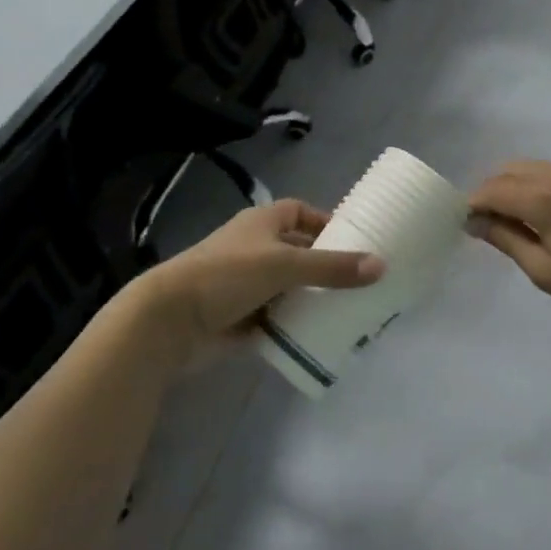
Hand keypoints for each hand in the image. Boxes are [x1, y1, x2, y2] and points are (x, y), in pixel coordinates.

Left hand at [136, 200, 385, 363]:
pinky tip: (322, 336)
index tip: (354, 241)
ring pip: (289, 288)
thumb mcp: (285, 265)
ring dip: (312, 299)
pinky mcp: (240, 318)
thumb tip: (381, 265)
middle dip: (325, 266)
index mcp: (262, 223)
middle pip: (298, 252)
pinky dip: (295, 326)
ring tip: (351, 312)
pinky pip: (277, 319)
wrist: (169, 321)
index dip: (324, 222)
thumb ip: (332, 267)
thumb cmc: (227, 275)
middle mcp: (255, 249)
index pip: (300, 212)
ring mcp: (246, 285)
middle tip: (362, 282)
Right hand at [468, 161, 550, 334]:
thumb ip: (507, 239)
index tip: (469, 222)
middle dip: (497, 190)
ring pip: (543, 168)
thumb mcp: (546, 273)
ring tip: (529, 219)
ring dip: (526, 186)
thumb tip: (474, 220)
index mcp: (547, 198)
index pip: (495, 189)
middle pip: (515, 169)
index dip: (475, 203)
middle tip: (495, 222)